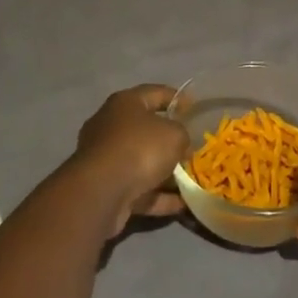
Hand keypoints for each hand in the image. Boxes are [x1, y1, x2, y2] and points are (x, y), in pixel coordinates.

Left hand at [69, 84, 190, 238]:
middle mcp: (111, 126)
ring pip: (142, 162)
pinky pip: (138, 188)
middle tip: (193, 148)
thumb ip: (182, 134)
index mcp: (125, 103)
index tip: (195, 109)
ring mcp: (106, 158)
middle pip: (147, 130)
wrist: (102, 192)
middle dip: (171, 141)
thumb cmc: (140, 149)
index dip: (177, 99)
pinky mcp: (106, 187)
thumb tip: (180, 144)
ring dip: (166, 172)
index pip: (156, 93)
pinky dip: (159, 196)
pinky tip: (182, 204)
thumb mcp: (174, 134)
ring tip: (192, 181)